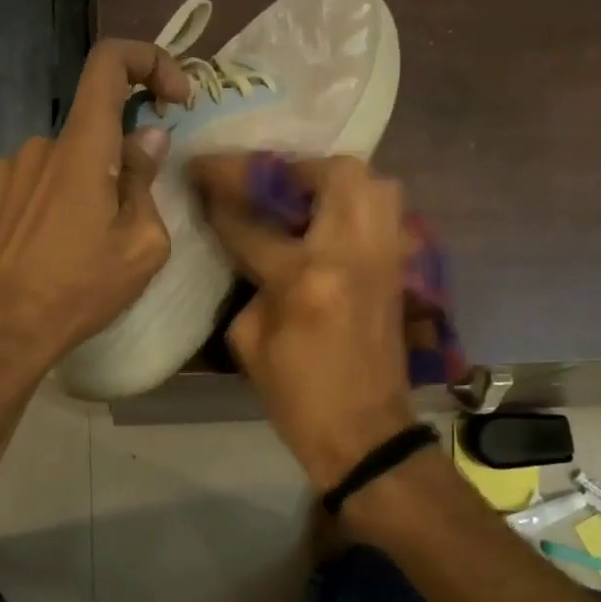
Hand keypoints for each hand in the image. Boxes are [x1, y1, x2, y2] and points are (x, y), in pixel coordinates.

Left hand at [0, 39, 191, 377]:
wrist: (0, 329)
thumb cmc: (79, 288)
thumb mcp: (140, 245)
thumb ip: (145, 181)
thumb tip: (147, 138)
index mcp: (81, 147)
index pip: (109, 63)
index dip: (149, 61)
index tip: (174, 98)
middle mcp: (40, 145)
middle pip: (93, 130)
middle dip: (119, 163)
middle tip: (127, 222)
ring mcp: (8, 171)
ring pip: (65, 162)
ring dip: (85, 187)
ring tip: (86, 246)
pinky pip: (36, 183)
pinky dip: (56, 202)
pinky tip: (53, 249)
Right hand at [188, 154, 417, 490]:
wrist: (364, 432)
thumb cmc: (297, 396)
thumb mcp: (249, 340)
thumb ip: (247, 282)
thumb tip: (246, 245)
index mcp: (304, 277)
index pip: (252, 222)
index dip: (220, 195)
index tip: (200, 177)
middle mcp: (351, 253)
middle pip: (332, 174)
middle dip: (292, 169)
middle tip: (266, 183)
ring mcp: (384, 257)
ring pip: (374, 183)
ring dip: (333, 179)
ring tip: (303, 197)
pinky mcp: (400, 268)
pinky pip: (385, 213)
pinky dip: (358, 205)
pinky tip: (329, 224)